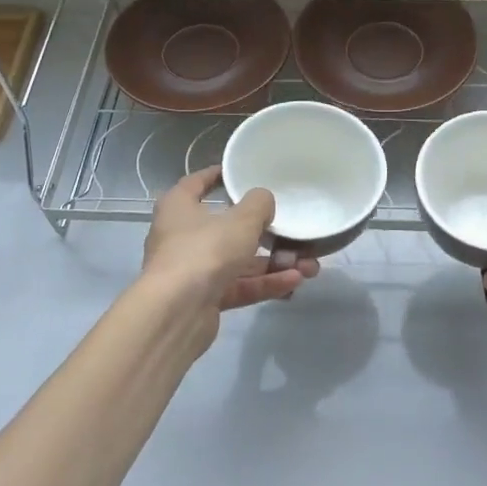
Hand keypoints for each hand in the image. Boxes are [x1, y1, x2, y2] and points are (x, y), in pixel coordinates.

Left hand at [142, 166, 319, 314]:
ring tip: (309, 267)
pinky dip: (265, 284)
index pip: (197, 183)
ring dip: (274, 264)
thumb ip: (259, 204)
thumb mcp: (241, 220)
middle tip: (295, 234)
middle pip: (228, 229)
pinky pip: (239, 286)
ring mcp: (193, 270)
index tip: (240, 173)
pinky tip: (294, 283)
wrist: (177, 312)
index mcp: (179, 207)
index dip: (218, 176)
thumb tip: (263, 201)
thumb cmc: (205, 251)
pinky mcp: (204, 298)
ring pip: (239, 262)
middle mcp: (182, 236)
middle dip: (267, 234)